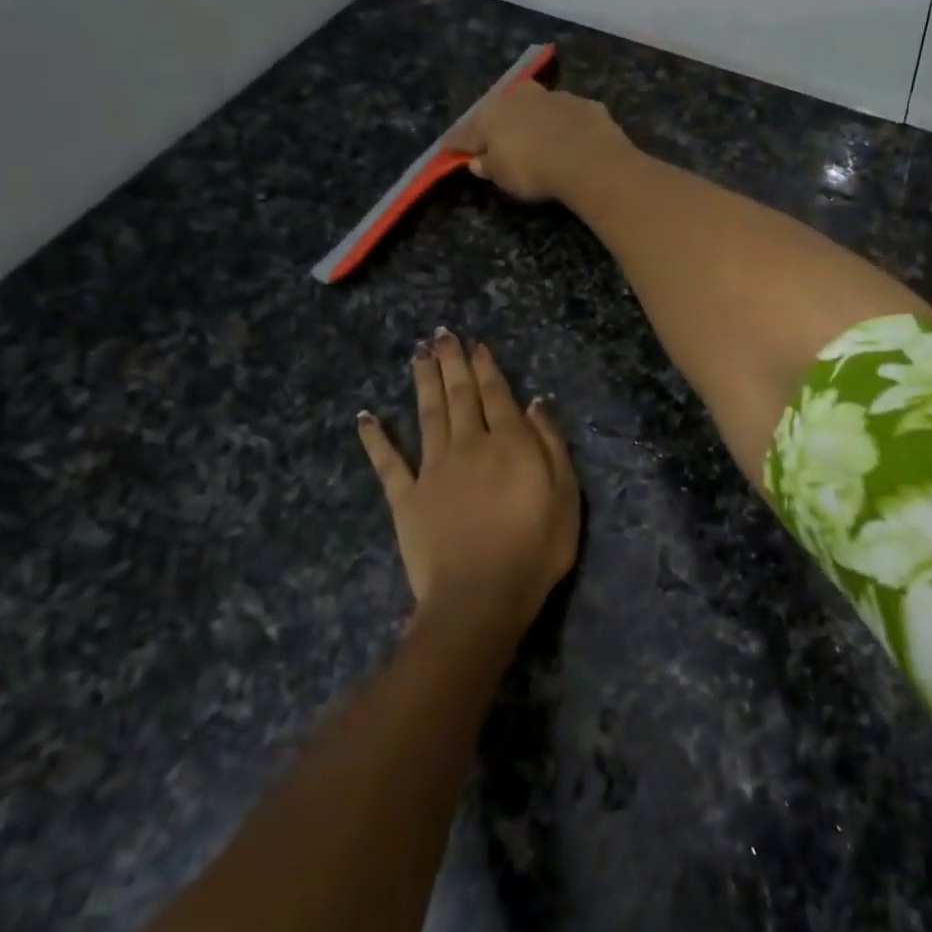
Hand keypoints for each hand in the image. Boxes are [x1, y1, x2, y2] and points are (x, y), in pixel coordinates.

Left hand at [357, 329, 579, 637]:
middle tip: (441, 334)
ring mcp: (433, 469)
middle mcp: (467, 445)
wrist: (481, 597)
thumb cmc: (535, 549)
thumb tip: (534, 404)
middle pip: (459, 395)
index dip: (486, 367)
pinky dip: (375, 439)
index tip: (476, 344)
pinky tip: (365, 417)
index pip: (496, 394)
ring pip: (426, 414)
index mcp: (508, 443)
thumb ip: (551, 445)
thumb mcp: (566, 496)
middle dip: (452, 362)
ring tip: (417, 354)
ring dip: (422, 382)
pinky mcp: (406, 497)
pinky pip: (388, 462)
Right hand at [450, 81, 631, 202]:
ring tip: (539, 142)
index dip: (457, 145)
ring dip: (534, 121)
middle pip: (501, 112)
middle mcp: (519, 96)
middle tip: (498, 143)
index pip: (464, 132)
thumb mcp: (503, 177)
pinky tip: (572, 143)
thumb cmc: (534, 171)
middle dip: (498, 126)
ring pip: (537, 108)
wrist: (590, 160)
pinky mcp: (585, 104)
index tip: (452, 152)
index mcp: (490, 113)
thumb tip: (477, 161)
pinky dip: (566, 127)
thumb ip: (488, 167)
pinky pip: (568, 116)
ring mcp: (554, 96)